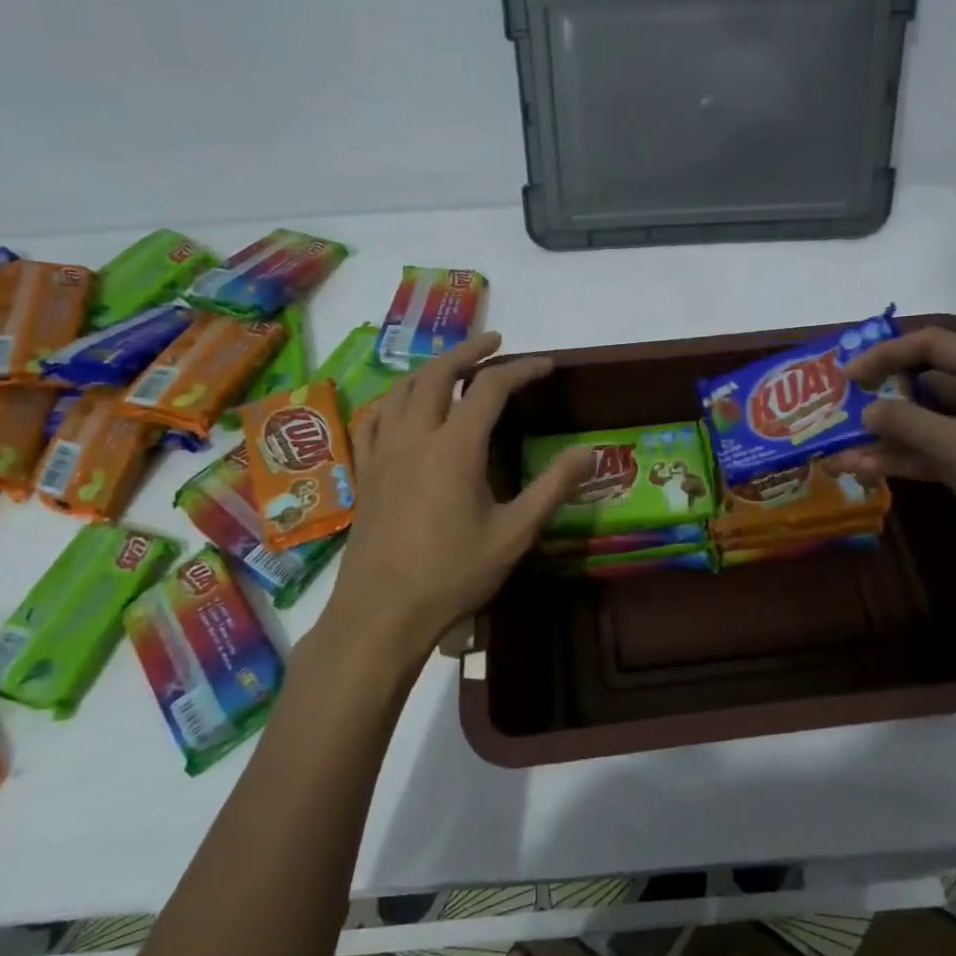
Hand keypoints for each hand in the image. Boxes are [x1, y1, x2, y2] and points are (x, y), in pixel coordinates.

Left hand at [322, 332, 592, 671]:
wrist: (382, 612)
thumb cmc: (453, 575)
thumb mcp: (514, 534)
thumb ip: (552, 488)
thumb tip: (590, 452)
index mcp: (455, 447)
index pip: (491, 388)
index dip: (522, 369)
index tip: (547, 365)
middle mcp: (415, 436)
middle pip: (439, 373)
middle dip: (469, 350)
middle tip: (496, 342)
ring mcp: (383, 451)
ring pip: (403, 389)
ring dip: (432, 368)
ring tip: (455, 365)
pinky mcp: (365, 470)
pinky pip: (375, 417)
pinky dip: (395, 399)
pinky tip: (403, 405)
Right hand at [832, 327, 955, 596]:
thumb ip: (905, 423)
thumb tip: (866, 411)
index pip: (931, 345)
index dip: (885, 354)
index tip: (847, 375)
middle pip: (925, 382)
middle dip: (881, 396)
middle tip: (839, 406)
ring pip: (925, 423)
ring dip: (884, 435)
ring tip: (838, 447)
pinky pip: (933, 452)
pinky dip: (901, 459)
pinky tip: (861, 468)